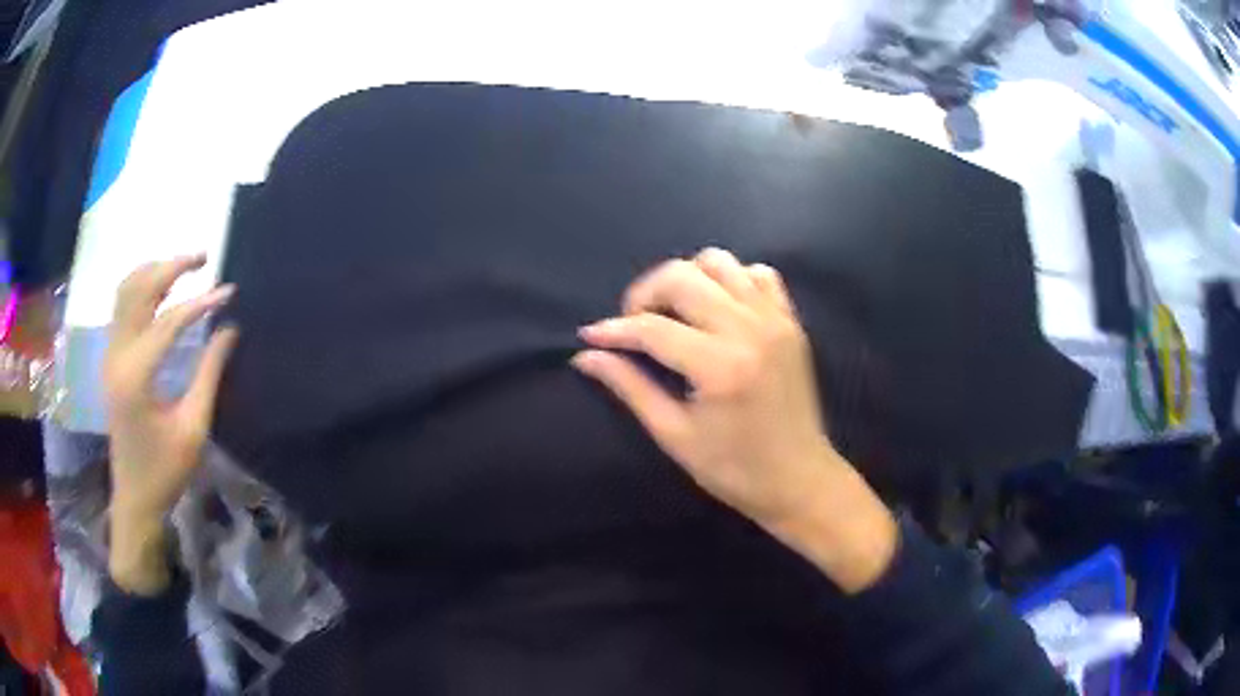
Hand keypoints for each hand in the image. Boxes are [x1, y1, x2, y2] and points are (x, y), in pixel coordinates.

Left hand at [103, 255, 238, 593]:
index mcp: (136, 377)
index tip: (229, 291)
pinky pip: (121, 306)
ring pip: (126, 291)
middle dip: (171, 267)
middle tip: (203, 257)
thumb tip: (229, 328)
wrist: (134, 497)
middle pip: (139, 290)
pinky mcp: (110, 359)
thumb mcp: (193, 428)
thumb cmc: (165, 471)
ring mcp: (110, 355)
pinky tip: (160, 288)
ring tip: (183, 267)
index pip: (169, 322)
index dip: (201, 303)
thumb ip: (210, 374)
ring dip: (154, 272)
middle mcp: (117, 356)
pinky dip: (141, 287)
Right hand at [573, 248, 896, 592]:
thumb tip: (585, 356)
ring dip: (686, 279)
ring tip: (674, 313)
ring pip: (718, 262)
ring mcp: (775, 319)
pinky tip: (718, 309)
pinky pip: (757, 274)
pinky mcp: (791, 320)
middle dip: (645, 294)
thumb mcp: (674, 435)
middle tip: (634, 325)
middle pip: (682, 277)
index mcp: (720, 367)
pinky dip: (730, 280)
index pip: (653, 328)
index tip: (590, 336)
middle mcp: (749, 330)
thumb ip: (630, 387)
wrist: (800, 479)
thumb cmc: (734, 469)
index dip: (614, 330)